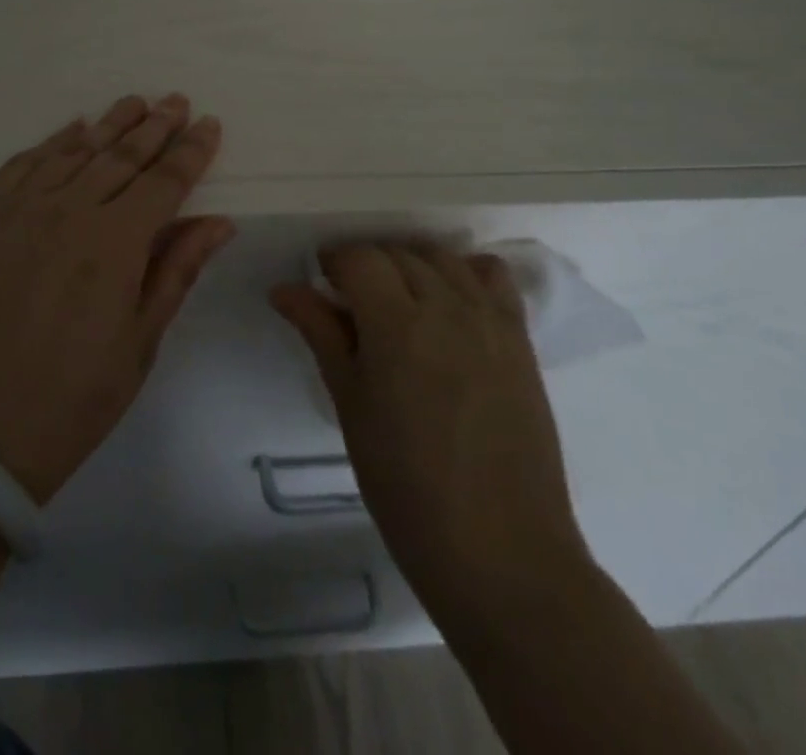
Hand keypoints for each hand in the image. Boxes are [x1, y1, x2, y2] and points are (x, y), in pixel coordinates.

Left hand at [0, 94, 233, 505]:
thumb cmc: (73, 398)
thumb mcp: (140, 343)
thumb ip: (177, 270)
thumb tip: (219, 220)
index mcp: (115, 243)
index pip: (165, 181)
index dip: (191, 152)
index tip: (209, 124)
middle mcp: (68, 210)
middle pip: (122, 155)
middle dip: (156, 126)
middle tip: (176, 101)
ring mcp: (18, 210)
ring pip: (73, 151)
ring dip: (108, 124)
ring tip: (134, 103)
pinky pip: (21, 164)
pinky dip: (50, 143)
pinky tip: (71, 130)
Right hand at [272, 242, 592, 637]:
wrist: (502, 552)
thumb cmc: (407, 488)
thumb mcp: (351, 408)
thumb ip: (322, 335)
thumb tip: (284, 289)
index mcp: (397, 325)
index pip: (360, 258)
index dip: (334, 262)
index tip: (321, 285)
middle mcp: (447, 307)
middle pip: (399, 253)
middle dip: (367, 264)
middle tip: (350, 303)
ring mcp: (490, 320)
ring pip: (442, 257)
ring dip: (411, 264)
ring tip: (398, 301)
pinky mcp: (521, 339)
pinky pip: (493, 277)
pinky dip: (465, 272)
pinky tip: (450, 301)